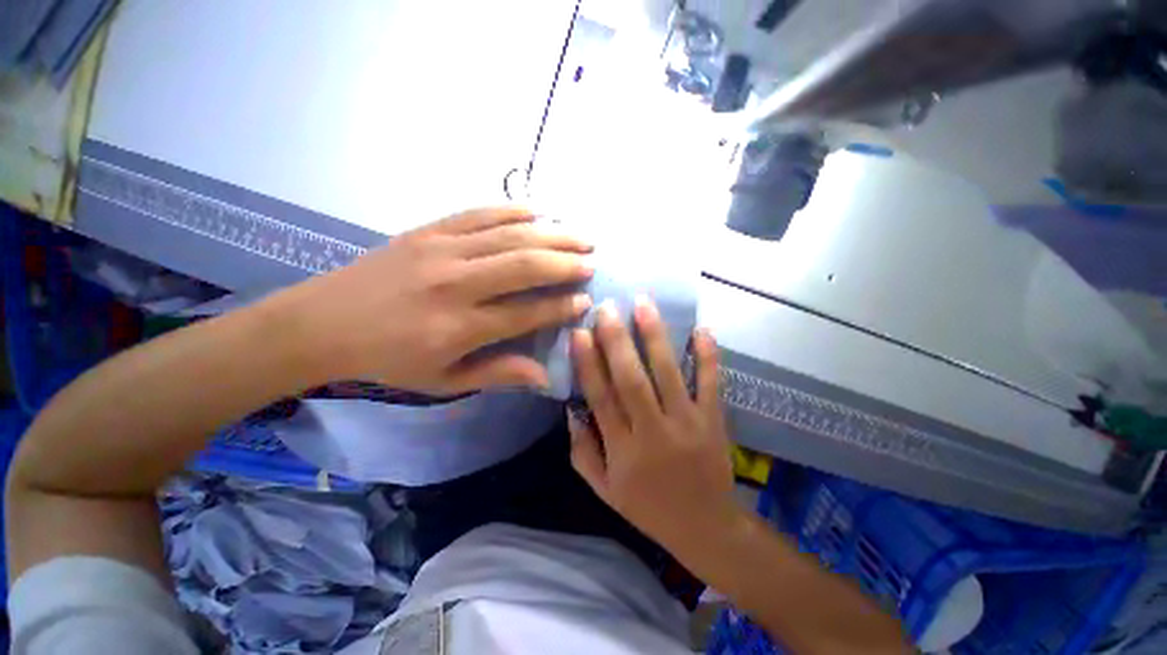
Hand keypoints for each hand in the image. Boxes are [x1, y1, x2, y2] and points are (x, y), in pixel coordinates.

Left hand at [279, 207, 593, 393]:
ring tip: (580, 235)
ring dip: (552, 234)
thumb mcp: (443, 381)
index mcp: (460, 327)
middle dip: (566, 263)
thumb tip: (545, 376)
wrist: (322, 323)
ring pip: (510, 234)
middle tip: (592, 263)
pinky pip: (480, 212)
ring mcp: (442, 250)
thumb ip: (498, 374)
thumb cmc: (388, 359)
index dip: (561, 306)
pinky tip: (539, 212)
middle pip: (525, 265)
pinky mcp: (429, 229)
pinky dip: (514, 210)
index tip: (585, 301)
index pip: (527, 313)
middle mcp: (456, 283)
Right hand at [568, 297, 741, 556]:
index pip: (601, 398)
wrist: (705, 526)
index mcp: (623, 449)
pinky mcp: (714, 421)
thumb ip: (582, 450)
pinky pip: (711, 384)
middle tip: (606, 308)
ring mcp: (688, 423)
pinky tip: (701, 329)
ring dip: (654, 337)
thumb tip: (572, 409)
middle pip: (631, 380)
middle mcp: (653, 432)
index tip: (579, 333)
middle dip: (616, 341)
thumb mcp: (605, 489)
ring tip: (643, 304)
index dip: (588, 363)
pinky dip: (707, 356)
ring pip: (668, 374)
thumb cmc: (648, 507)